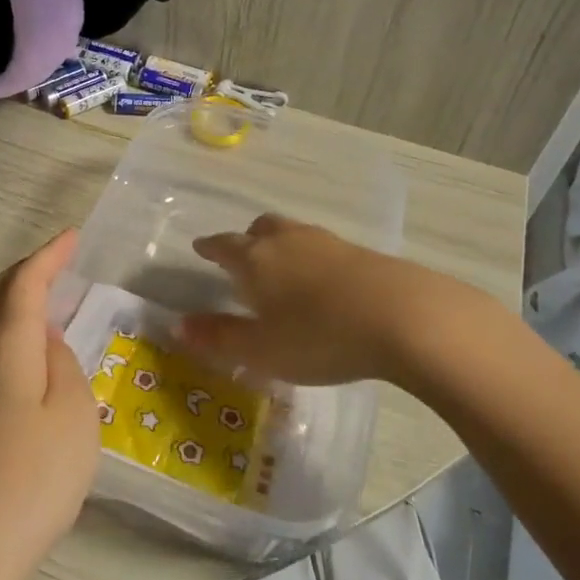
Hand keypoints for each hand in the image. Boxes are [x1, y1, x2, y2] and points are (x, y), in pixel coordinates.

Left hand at [0, 231, 100, 579]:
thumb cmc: (36, 475)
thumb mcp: (74, 413)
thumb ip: (63, 363)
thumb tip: (48, 339)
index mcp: (7, 347)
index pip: (24, 283)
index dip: (48, 255)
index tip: (73, 235)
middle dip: (28, 270)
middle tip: (61, 260)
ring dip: (16, 297)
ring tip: (50, 294)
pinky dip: (11, 327)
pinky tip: (32, 348)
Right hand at [177, 214, 498, 387]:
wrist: (403, 317)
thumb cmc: (319, 336)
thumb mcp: (261, 349)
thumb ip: (219, 338)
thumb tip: (177, 325)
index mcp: (255, 259)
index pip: (224, 245)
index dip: (210, 247)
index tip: (201, 248)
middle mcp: (288, 241)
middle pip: (261, 229)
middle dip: (247, 240)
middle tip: (242, 256)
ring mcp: (328, 243)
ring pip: (294, 234)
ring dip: (282, 246)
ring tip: (282, 268)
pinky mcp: (362, 254)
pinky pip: (324, 248)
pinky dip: (313, 259)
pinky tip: (323, 282)